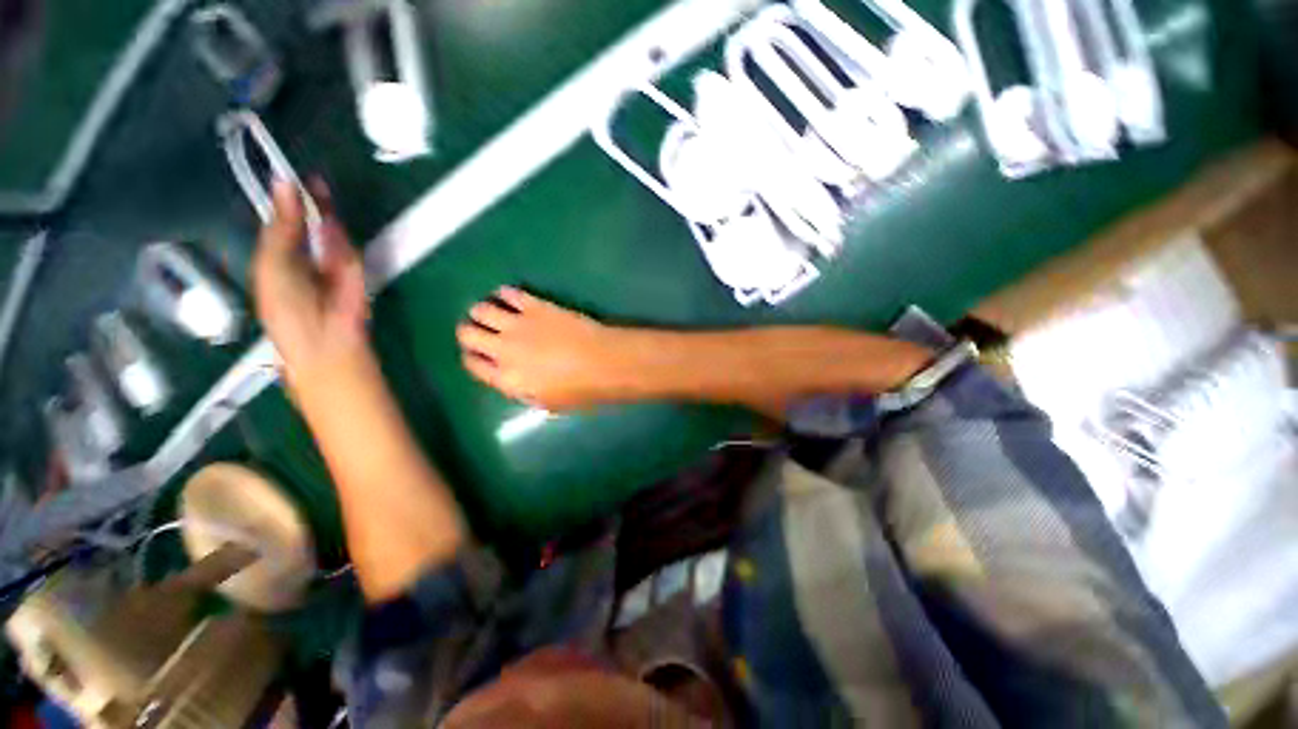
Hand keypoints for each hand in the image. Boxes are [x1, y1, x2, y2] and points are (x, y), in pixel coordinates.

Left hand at [252, 180, 369, 390]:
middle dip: (305, 197)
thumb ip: (281, 225)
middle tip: (306, 174)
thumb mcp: (273, 262)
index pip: (278, 219)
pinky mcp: (353, 265)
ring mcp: (329, 257)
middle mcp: (302, 251)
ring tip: (318, 184)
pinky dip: (338, 233)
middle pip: (305, 217)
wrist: (326, 335)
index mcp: (275, 254)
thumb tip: (283, 182)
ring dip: (323, 207)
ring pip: (326, 225)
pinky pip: (344, 242)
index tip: (283, 170)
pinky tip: (330, 219)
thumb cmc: (287, 306)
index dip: (280, 198)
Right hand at [457, 288, 631, 411]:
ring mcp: (518, 324)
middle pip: (467, 333)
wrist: (604, 362)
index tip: (477, 355)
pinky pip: (509, 293)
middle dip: (469, 331)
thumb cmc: (581, 390)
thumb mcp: (548, 404)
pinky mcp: (535, 306)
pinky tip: (509, 297)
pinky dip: (504, 293)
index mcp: (506, 378)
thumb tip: (512, 381)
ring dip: (482, 311)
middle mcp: (503, 349)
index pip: (472, 364)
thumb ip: (523, 391)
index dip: (472, 358)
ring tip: (492, 312)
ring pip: (481, 309)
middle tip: (480, 331)